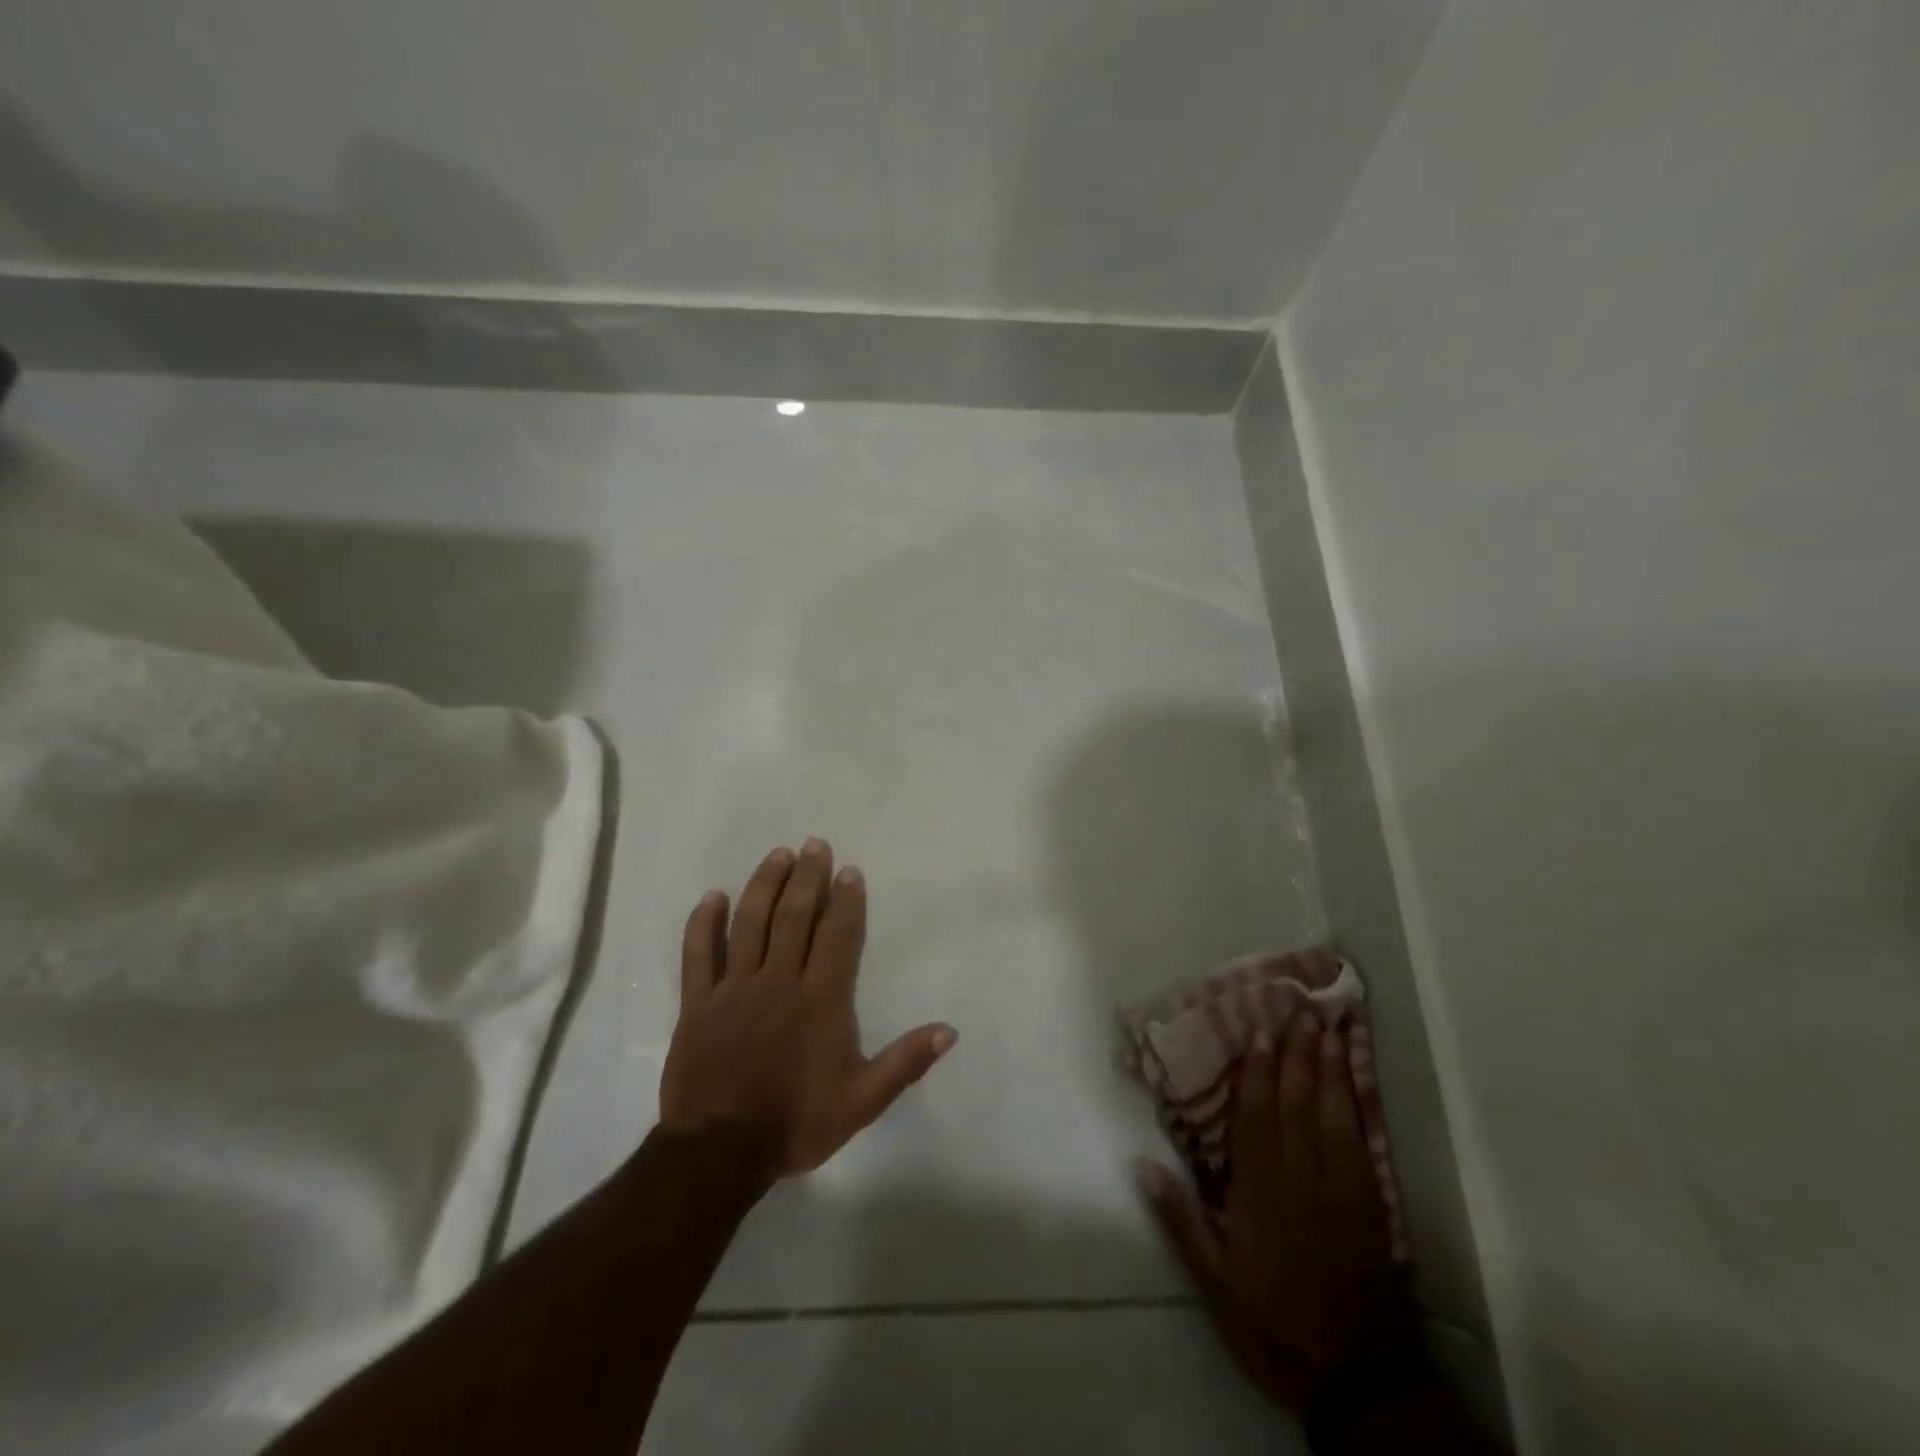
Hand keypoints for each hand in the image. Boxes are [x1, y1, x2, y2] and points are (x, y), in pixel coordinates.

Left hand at [659, 838, 956, 1178]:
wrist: (720, 1154)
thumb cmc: (796, 1122)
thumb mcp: (861, 1101)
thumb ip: (905, 1062)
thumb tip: (950, 1030)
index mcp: (819, 1000)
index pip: (836, 936)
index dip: (845, 900)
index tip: (849, 870)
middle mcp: (778, 981)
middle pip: (793, 917)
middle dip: (807, 877)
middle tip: (815, 844)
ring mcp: (734, 988)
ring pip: (749, 923)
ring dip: (764, 885)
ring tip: (778, 855)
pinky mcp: (698, 1003)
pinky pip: (698, 954)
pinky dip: (703, 923)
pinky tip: (712, 896)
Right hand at [1138, 1012, 1415, 1414]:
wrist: (1358, 1381)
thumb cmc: (1274, 1326)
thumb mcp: (1214, 1286)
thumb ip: (1181, 1221)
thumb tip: (1142, 1164)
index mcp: (1260, 1196)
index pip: (1257, 1120)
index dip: (1258, 1072)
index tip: (1259, 1031)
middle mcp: (1301, 1181)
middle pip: (1297, 1106)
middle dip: (1296, 1055)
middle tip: (1298, 1008)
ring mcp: (1342, 1192)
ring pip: (1333, 1117)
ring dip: (1329, 1070)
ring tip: (1327, 1028)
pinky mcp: (1372, 1207)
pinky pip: (1363, 1144)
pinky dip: (1357, 1107)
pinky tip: (1353, 1082)